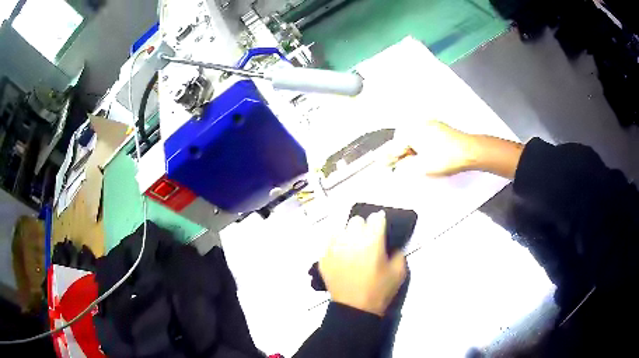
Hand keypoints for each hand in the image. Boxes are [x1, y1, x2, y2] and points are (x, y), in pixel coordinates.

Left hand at [319, 211, 406, 315]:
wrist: (354, 309)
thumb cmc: (379, 291)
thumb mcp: (399, 272)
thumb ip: (398, 252)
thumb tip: (390, 244)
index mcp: (372, 242)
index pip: (376, 218)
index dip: (380, 222)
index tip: (380, 229)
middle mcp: (351, 240)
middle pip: (356, 220)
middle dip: (363, 227)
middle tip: (367, 240)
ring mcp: (334, 248)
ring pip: (341, 229)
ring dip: (348, 235)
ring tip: (352, 247)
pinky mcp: (323, 257)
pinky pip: (329, 242)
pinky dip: (336, 245)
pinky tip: (341, 255)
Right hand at [390, 121, 475, 176]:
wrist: (470, 151)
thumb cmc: (444, 159)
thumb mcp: (421, 167)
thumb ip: (404, 168)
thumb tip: (396, 168)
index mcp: (411, 130)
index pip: (394, 146)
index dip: (387, 158)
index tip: (379, 164)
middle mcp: (418, 123)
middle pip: (403, 141)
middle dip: (400, 153)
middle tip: (400, 167)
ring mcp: (429, 123)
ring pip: (413, 138)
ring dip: (411, 151)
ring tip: (415, 163)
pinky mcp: (438, 127)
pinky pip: (423, 136)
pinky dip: (420, 146)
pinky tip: (425, 155)